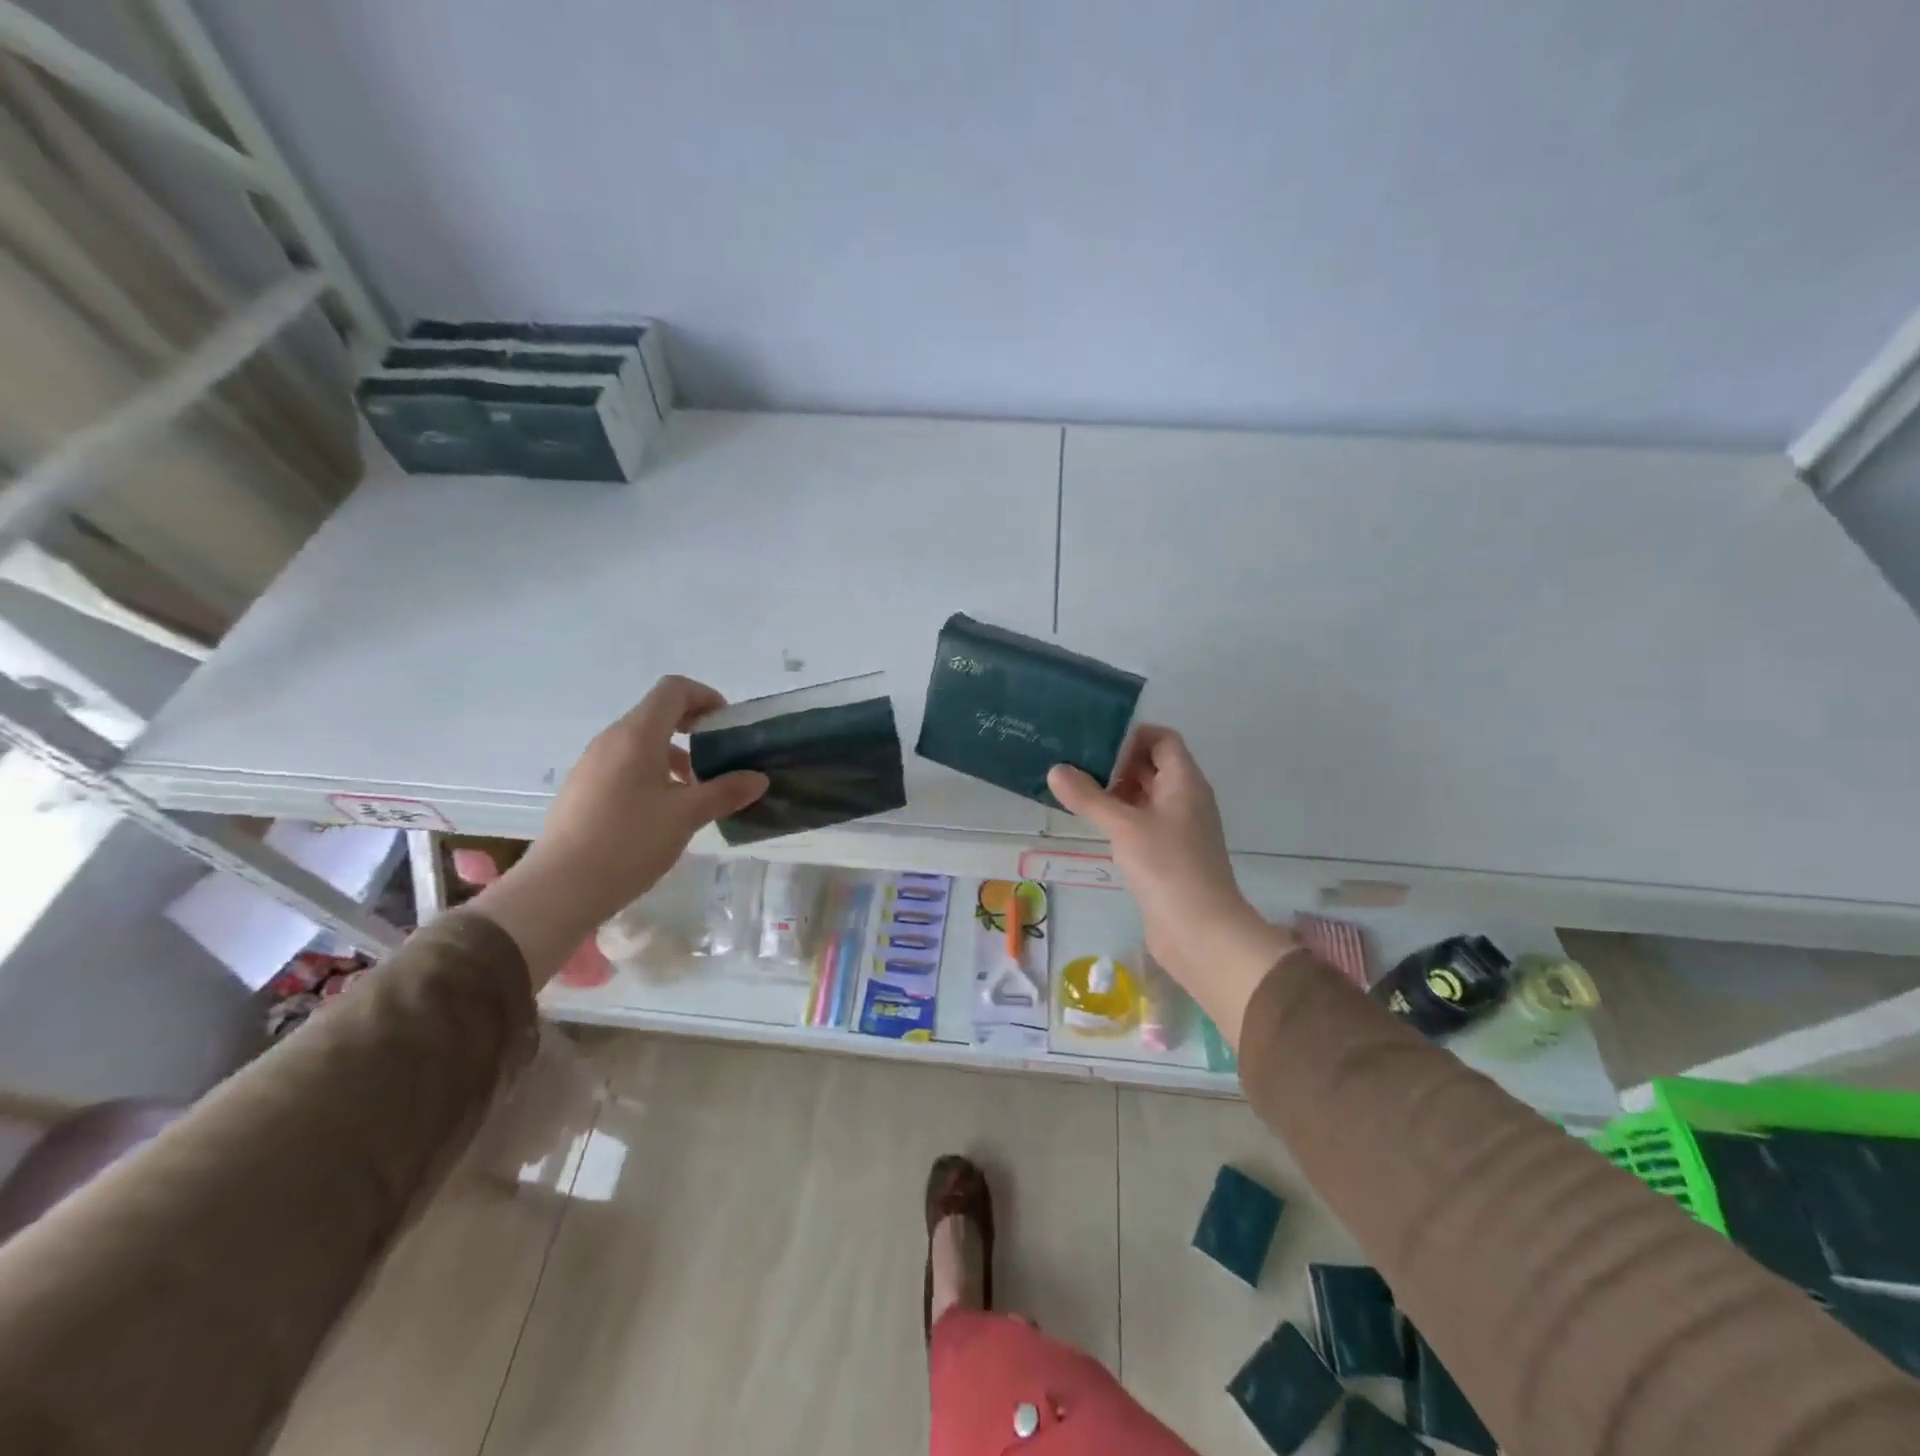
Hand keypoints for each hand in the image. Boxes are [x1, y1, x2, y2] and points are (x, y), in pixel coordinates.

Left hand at [474, 677, 766, 980]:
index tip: (726, 726)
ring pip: (640, 743)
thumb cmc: (629, 842)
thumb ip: (725, 792)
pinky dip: (651, 774)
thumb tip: (759, 779)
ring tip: (694, 793)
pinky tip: (661, 814)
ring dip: (673, 756)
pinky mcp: (582, 789)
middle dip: (693, 730)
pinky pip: (624, 765)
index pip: (673, 689)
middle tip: (720, 760)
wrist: (559, 889)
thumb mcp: (687, 816)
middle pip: (657, 714)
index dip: (705, 696)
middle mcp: (611, 740)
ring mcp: (591, 764)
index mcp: (637, 735)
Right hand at [1049, 727, 1296, 1042]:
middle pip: (1153, 766)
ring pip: (1146, 796)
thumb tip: (1056, 770)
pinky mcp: (1169, 855)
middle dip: (1117, 763)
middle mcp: (1186, 799)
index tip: (1095, 744)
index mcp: (1185, 782)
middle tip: (1075, 765)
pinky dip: (1121, 818)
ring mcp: (1179, 829)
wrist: (1201, 931)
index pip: (1163, 739)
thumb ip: (1089, 797)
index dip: (1132, 735)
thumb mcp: (1123, 826)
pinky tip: (1094, 826)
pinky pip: (1143, 823)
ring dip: (1116, 792)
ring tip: (1076, 792)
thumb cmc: (1167, 866)